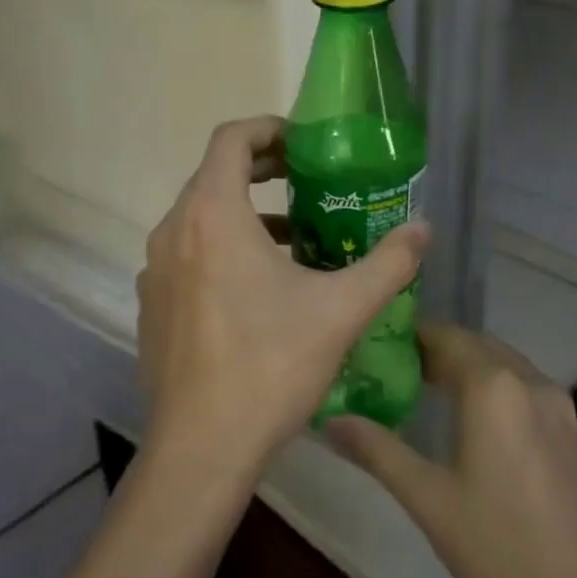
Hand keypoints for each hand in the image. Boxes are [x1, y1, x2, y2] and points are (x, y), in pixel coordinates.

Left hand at [136, 116, 429, 484]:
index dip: (268, 128)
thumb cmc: (270, 366)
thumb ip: (389, 263)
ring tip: (293, 236)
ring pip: (200, 216)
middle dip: (261, 168)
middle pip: (214, 174)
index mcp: (213, 215)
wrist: (201, 448)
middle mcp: (174, 230)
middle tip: (307, 179)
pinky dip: (221, 248)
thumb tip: (425, 229)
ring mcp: (155, 268)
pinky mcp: (151, 302)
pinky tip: (259, 288)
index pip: (230, 138)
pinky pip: (187, 253)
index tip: (303, 144)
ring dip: (244, 212)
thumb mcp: (341, 311)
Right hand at [327, 322, 576, 577]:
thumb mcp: (429, 500)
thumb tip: (330, 420)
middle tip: (399, 370)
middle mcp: (530, 381)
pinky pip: (527, 387)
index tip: (380, 346)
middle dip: (439, 349)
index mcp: (493, 386)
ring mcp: (560, 406)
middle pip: (477, 345)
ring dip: (470, 366)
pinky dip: (497, 386)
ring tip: (432, 391)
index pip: (446, 337)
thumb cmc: (502, 546)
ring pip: (505, 364)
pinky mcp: (575, 432)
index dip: (412, 336)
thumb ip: (378, 451)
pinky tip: (480, 423)